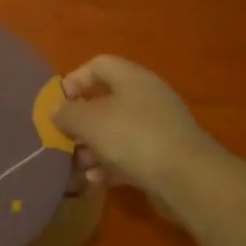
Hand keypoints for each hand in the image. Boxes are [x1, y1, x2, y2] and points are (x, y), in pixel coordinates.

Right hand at [55, 55, 226, 197]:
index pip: (98, 65)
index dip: (75, 80)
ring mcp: (158, 127)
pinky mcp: (164, 156)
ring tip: (77, 164)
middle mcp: (147, 97)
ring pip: (116, 131)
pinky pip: (130, 154)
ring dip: (93, 147)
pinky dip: (111, 164)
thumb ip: (67, 113)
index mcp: (132, 78)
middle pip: (105, 101)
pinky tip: (97, 180)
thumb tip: (56, 111)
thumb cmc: (133, 138)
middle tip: (64, 137)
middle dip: (81, 121)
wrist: (188, 179)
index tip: (58, 103)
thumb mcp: (89, 122)